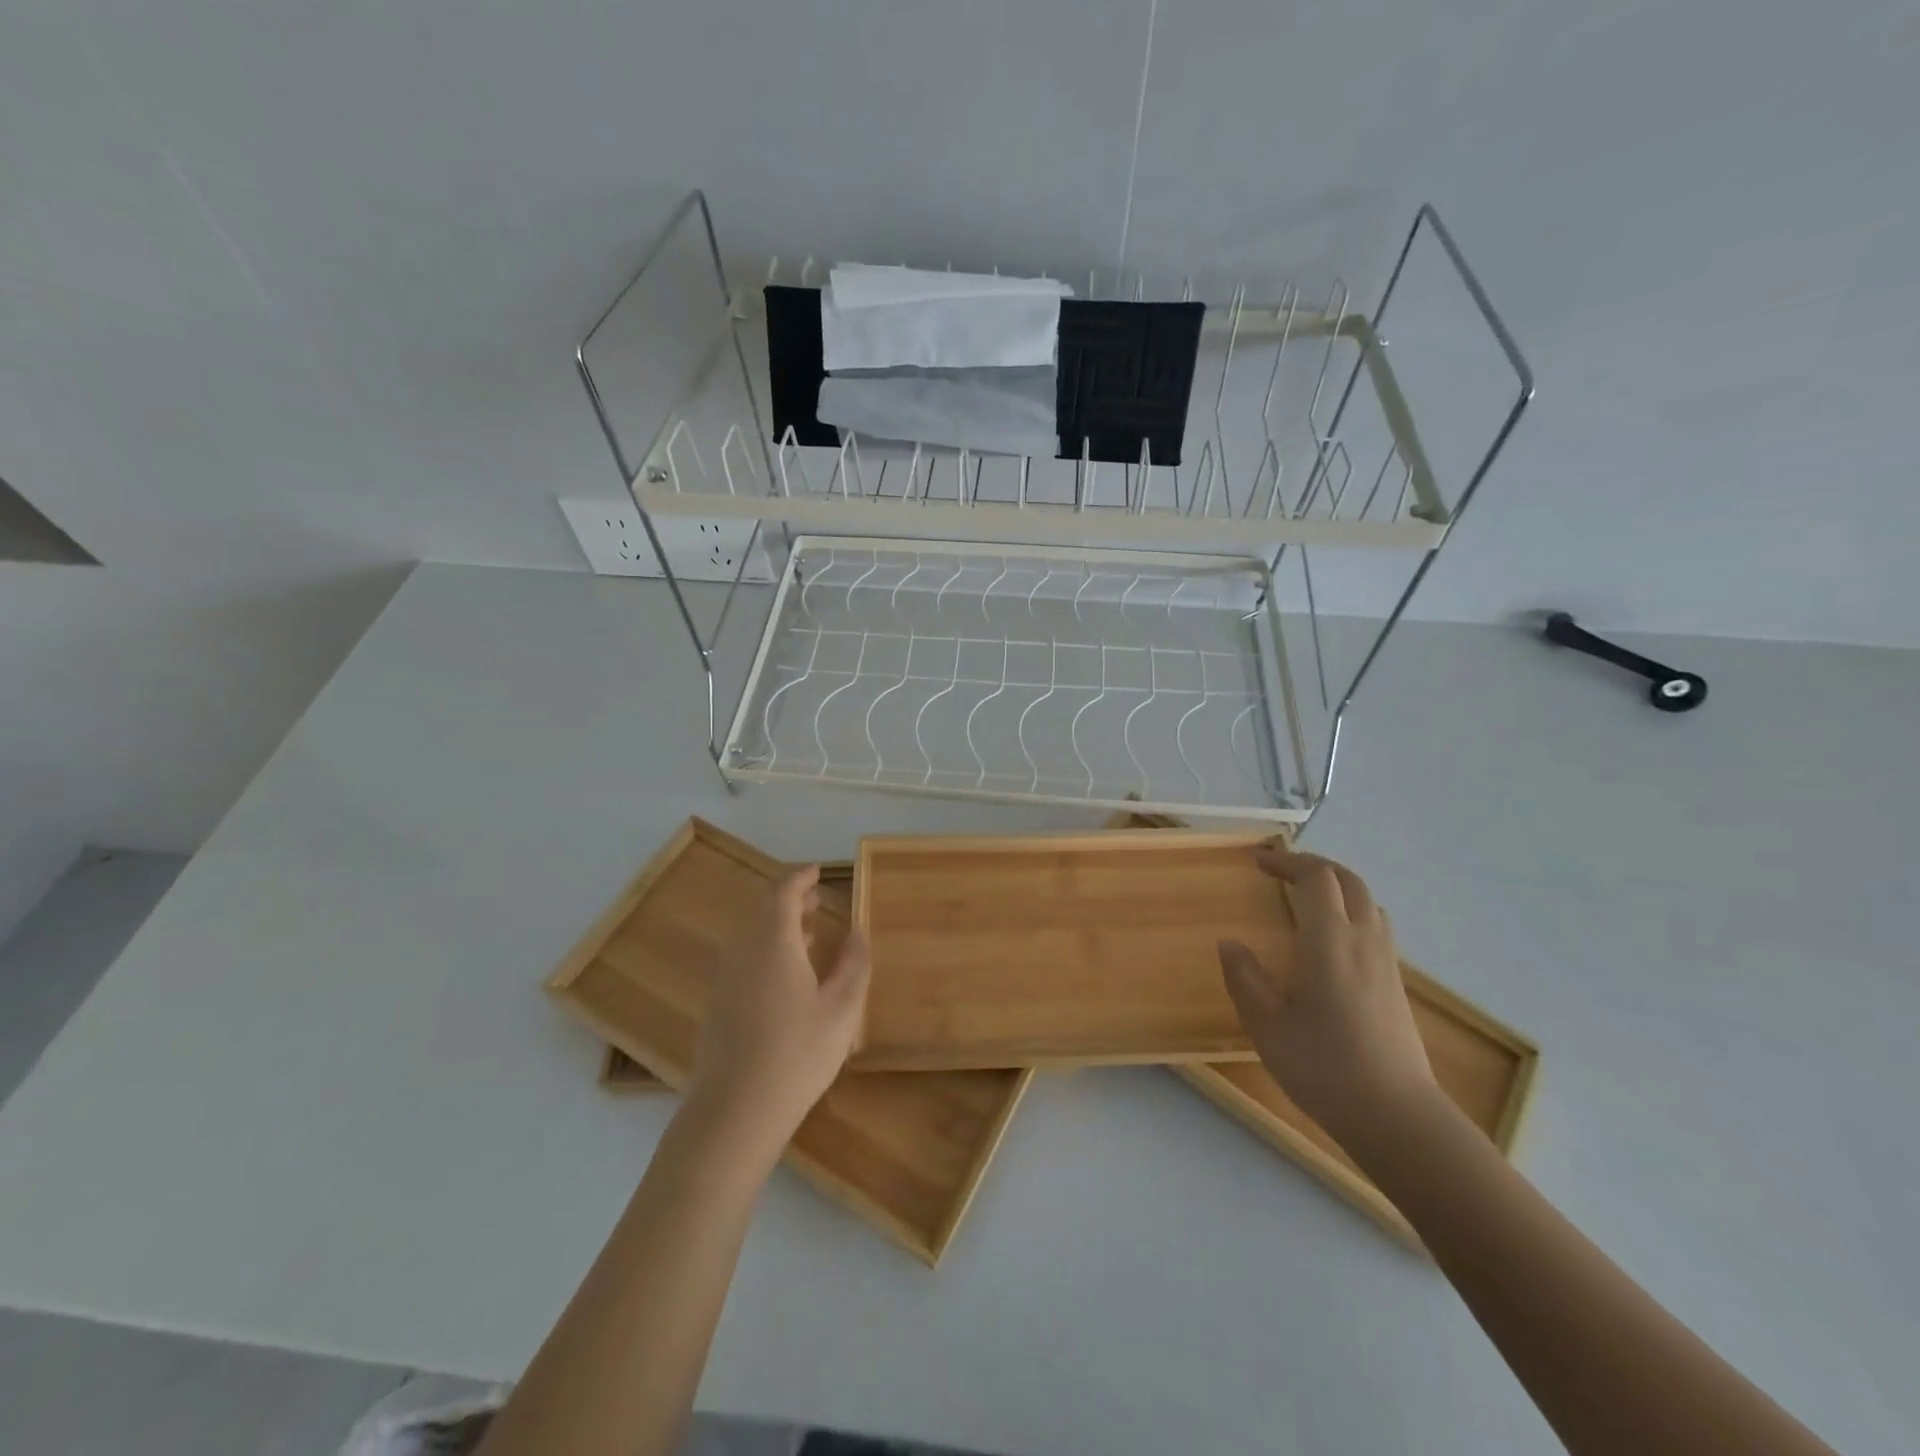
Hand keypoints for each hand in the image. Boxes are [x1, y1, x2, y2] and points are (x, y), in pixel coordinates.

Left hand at [689, 865, 870, 1158]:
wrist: (734, 1113)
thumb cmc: (796, 1055)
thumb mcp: (841, 1010)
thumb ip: (853, 965)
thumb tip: (856, 932)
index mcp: (773, 943)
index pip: (783, 892)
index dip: (801, 877)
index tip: (819, 870)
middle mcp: (742, 951)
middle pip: (764, 911)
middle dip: (790, 900)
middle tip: (817, 899)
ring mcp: (725, 978)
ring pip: (751, 936)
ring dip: (778, 925)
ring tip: (807, 932)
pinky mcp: (717, 1004)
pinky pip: (743, 958)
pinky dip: (766, 949)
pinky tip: (786, 975)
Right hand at [1218, 841, 1436, 1148]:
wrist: (1397, 1117)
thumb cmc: (1324, 1067)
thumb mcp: (1266, 1025)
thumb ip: (1245, 978)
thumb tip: (1230, 943)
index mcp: (1330, 941)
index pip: (1316, 878)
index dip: (1287, 862)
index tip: (1258, 864)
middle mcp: (1364, 941)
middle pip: (1348, 880)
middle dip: (1314, 866)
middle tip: (1281, 871)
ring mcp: (1385, 962)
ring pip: (1368, 901)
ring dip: (1336, 887)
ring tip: (1305, 899)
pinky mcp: (1396, 984)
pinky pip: (1376, 926)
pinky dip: (1351, 912)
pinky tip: (1330, 941)